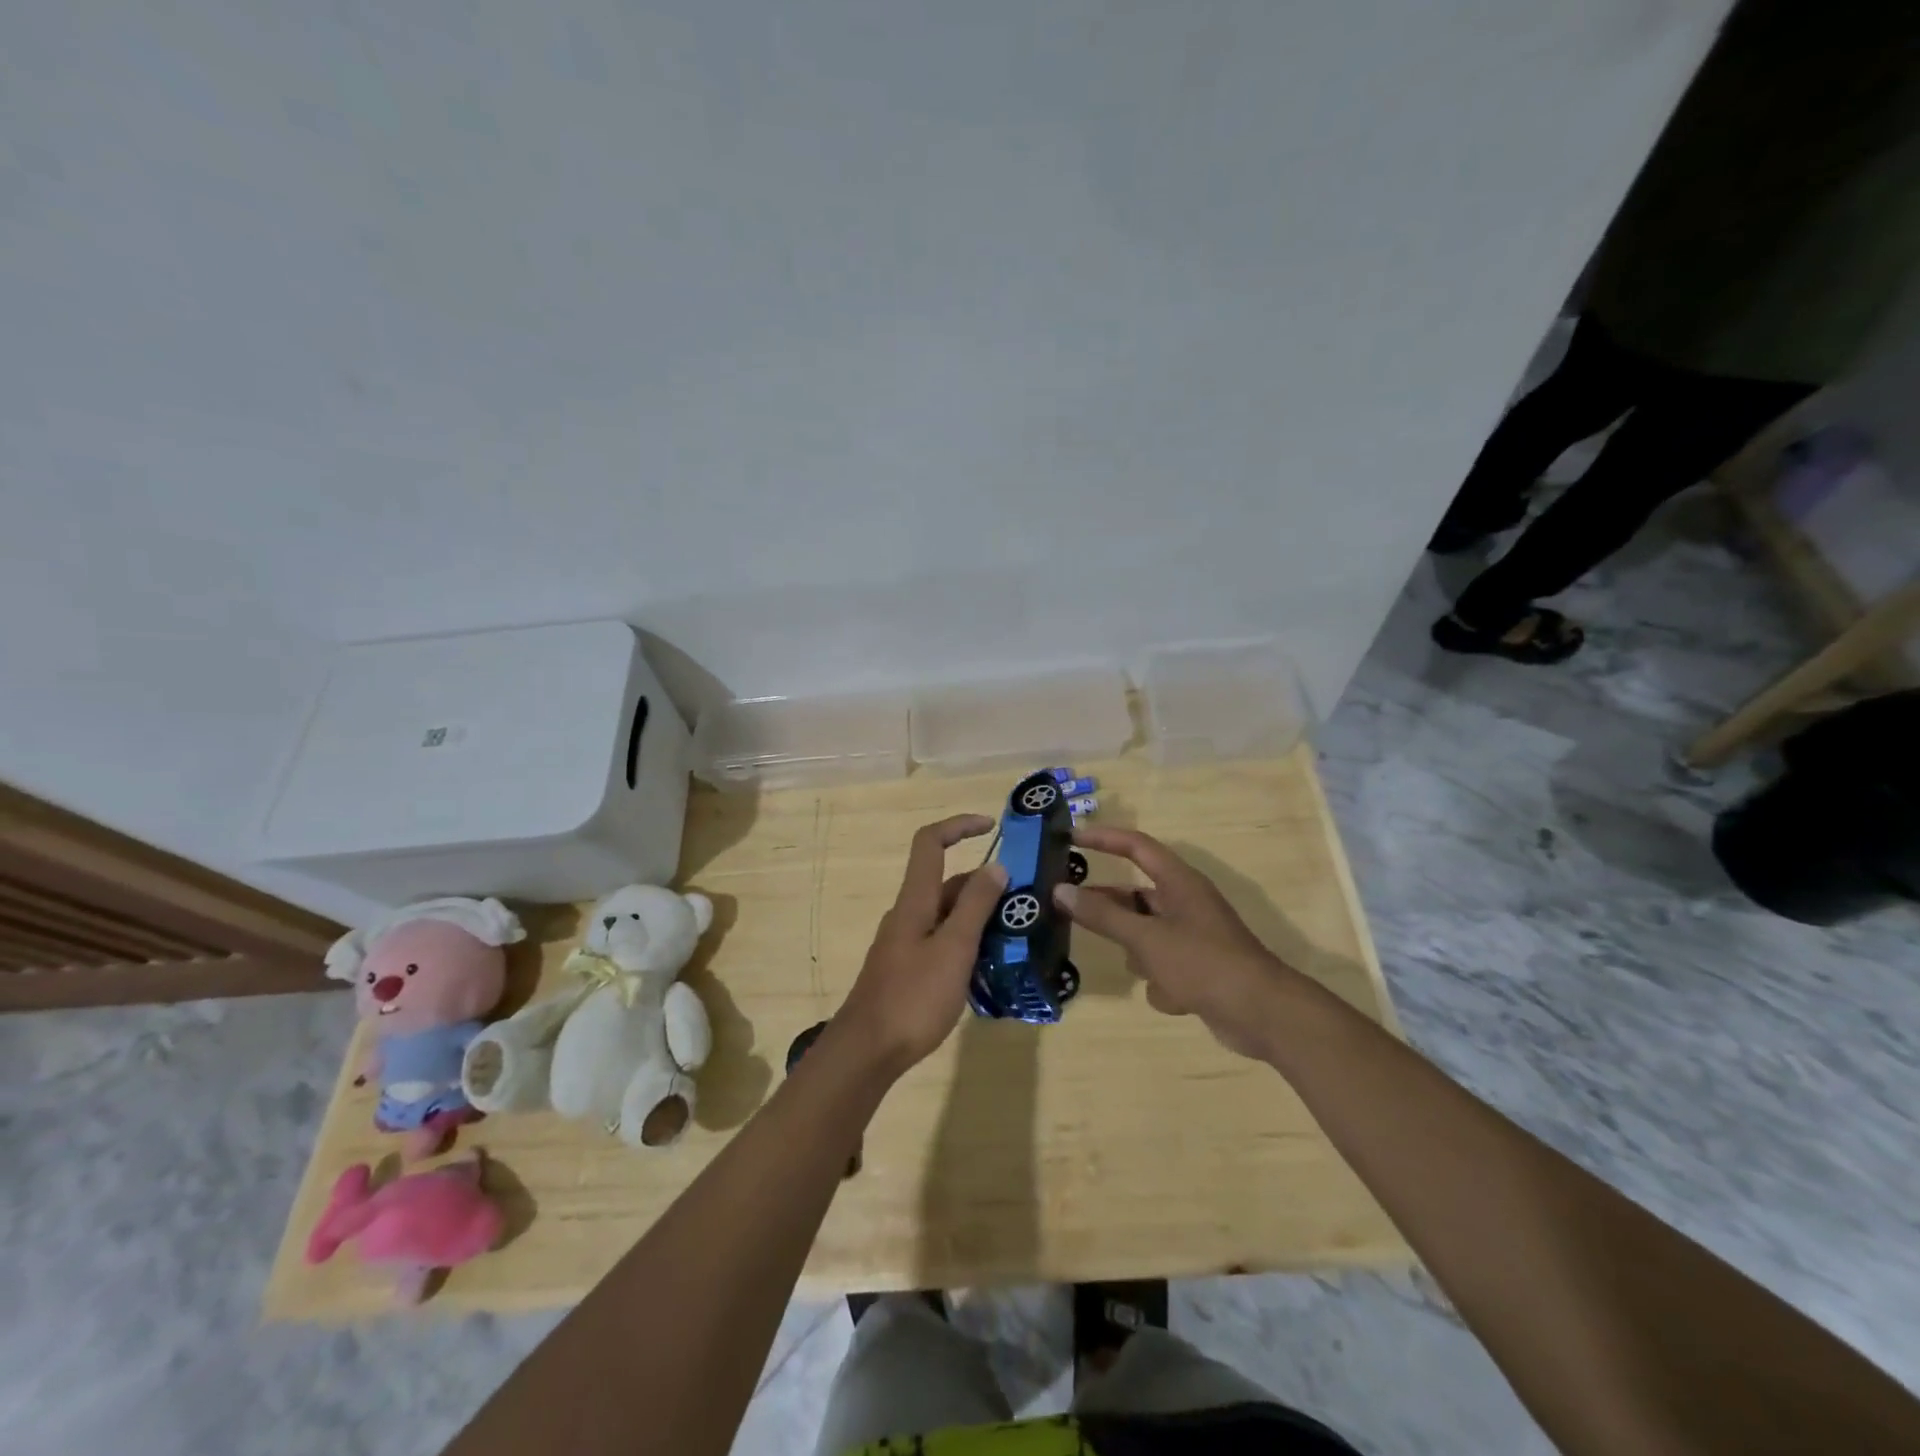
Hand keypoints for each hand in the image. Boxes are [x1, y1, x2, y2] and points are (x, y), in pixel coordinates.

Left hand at [837, 815, 1006, 1074]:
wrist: (867, 1052)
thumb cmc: (913, 997)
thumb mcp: (954, 949)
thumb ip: (975, 906)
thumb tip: (996, 865)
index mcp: (915, 901)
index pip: (930, 842)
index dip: (959, 825)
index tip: (992, 827)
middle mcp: (908, 914)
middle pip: (946, 883)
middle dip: (985, 885)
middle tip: (1024, 903)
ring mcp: (905, 944)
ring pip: (947, 916)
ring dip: (979, 917)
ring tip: (1017, 936)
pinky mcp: (907, 970)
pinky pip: (942, 942)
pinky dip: (967, 943)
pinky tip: (989, 967)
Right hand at [1054, 826, 1296, 1059]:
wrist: (1262, 1015)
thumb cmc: (1202, 963)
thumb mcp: (1146, 938)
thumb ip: (1102, 915)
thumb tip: (1060, 890)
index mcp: (1179, 882)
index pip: (1136, 846)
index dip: (1104, 838)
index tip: (1070, 837)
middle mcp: (1185, 903)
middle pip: (1135, 895)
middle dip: (1110, 907)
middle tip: (1067, 908)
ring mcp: (1192, 936)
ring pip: (1145, 935)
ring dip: (1140, 954)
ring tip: (1140, 969)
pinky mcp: (1198, 968)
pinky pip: (1163, 966)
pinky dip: (1163, 983)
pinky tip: (1173, 997)